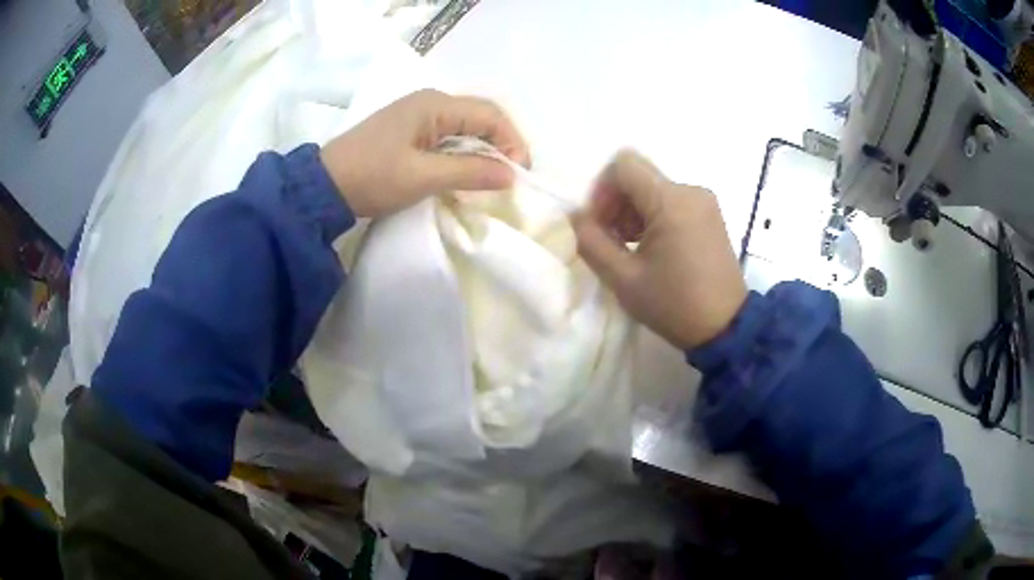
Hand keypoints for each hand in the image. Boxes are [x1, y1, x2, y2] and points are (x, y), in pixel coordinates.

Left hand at [320, 89, 528, 217]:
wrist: (324, 186)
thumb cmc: (372, 177)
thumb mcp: (422, 177)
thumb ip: (469, 172)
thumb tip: (511, 175)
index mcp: (435, 104)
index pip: (490, 114)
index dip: (512, 140)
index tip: (520, 173)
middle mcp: (430, 102)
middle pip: (480, 116)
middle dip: (501, 143)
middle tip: (510, 176)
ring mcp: (418, 115)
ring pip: (465, 126)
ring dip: (483, 149)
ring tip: (493, 177)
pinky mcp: (409, 131)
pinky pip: (448, 136)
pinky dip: (464, 152)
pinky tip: (466, 172)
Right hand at [572, 151, 746, 349]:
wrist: (725, 328)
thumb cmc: (674, 305)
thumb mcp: (623, 279)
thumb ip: (591, 241)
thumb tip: (575, 216)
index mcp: (671, 201)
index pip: (623, 165)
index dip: (601, 189)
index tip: (598, 223)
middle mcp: (690, 191)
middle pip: (638, 176)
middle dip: (615, 203)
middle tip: (609, 240)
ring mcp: (704, 202)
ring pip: (653, 188)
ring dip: (632, 211)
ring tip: (628, 248)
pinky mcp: (709, 214)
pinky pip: (671, 201)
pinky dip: (652, 217)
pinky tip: (650, 248)